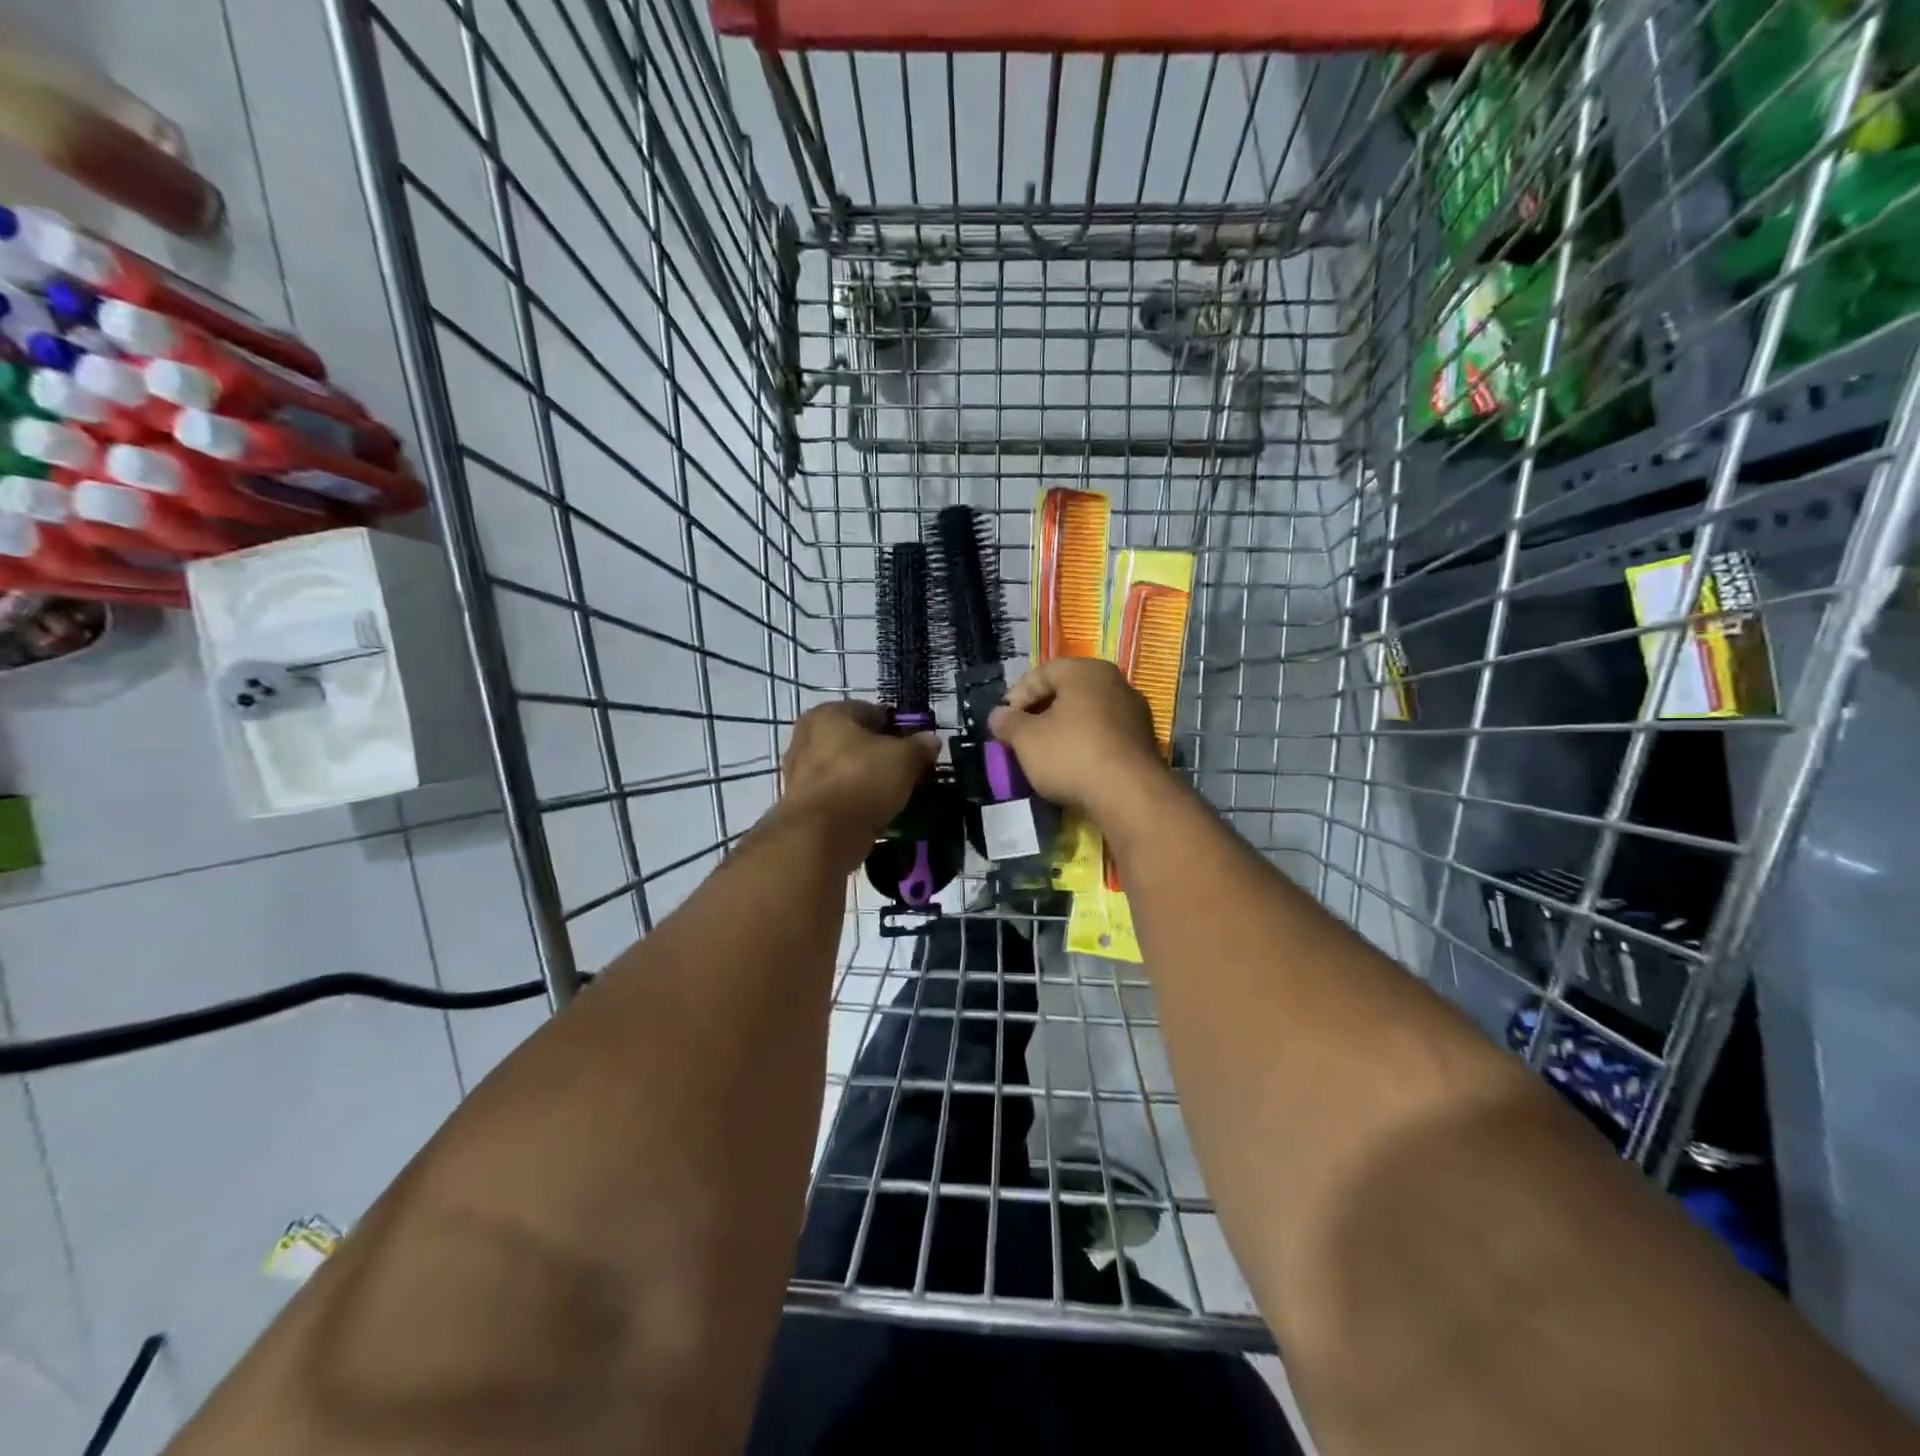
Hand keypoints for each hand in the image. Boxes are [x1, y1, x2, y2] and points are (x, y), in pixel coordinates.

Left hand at [779, 700, 939, 844]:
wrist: (821, 835)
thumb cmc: (862, 781)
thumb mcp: (903, 759)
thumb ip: (919, 746)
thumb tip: (931, 740)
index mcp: (828, 714)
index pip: (871, 711)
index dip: (898, 726)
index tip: (917, 746)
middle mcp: (808, 737)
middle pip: (856, 741)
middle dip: (882, 754)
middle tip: (909, 770)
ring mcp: (800, 772)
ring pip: (847, 769)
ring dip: (869, 779)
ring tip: (896, 794)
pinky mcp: (802, 804)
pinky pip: (839, 795)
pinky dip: (856, 800)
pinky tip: (877, 812)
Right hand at [987, 659, 1165, 818]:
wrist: (1130, 794)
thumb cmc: (1071, 754)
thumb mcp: (1026, 740)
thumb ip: (1008, 723)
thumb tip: (998, 715)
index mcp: (1086, 671)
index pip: (1042, 673)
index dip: (1017, 696)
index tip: (1003, 722)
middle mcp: (1115, 682)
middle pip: (1067, 692)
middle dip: (1040, 714)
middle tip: (1021, 737)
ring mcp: (1134, 712)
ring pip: (1087, 715)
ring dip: (1063, 731)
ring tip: (1043, 754)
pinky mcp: (1144, 741)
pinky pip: (1104, 735)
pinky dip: (1085, 745)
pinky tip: (1072, 766)